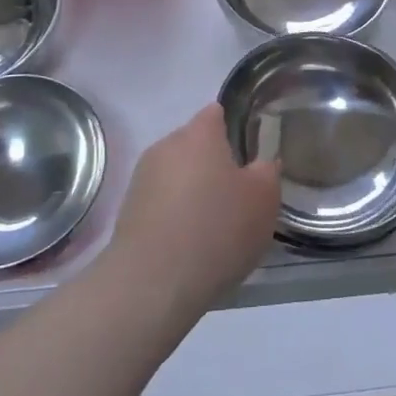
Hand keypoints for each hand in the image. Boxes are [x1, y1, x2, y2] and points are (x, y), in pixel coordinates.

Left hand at [107, 104, 281, 318]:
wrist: (153, 282)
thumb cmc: (217, 229)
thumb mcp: (263, 200)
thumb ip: (267, 172)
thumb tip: (261, 164)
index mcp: (199, 133)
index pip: (216, 114)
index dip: (233, 129)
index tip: (248, 155)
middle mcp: (166, 145)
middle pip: (194, 145)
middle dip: (213, 164)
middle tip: (236, 196)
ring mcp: (142, 178)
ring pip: (176, 175)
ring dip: (192, 192)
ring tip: (212, 227)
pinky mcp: (128, 212)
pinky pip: (160, 204)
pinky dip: (174, 216)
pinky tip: (188, 246)